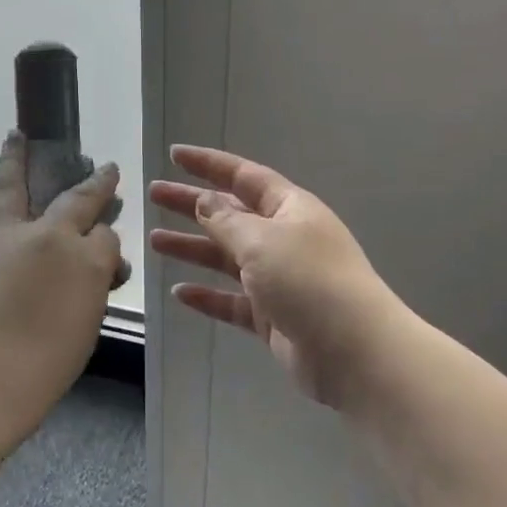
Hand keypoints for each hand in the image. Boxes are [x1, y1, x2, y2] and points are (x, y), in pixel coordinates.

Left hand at [0, 134, 125, 440]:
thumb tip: (80, 277)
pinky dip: (0, 225)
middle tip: (104, 167)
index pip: (106, 238)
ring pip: (13, 190)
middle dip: (94, 182)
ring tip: (16, 140)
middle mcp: (48, 239)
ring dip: (18, 164)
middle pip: (76, 199)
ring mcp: (3, 239)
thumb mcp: (79, 334)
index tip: (105, 246)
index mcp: (85, 263)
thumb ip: (84, 296)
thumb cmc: (35, 374)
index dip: (107, 243)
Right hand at [149, 145, 401, 414]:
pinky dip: (207, 296)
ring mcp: (278, 280)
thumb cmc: (308, 281)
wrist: (353, 351)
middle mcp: (284, 239)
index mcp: (290, 210)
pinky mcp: (272, 317)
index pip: (243, 176)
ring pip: (227, 258)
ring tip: (154, 241)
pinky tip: (179, 293)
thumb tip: (204, 201)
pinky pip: (232, 301)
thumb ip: (227, 221)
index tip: (174, 155)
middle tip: (153, 194)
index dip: (209, 164)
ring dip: (192, 247)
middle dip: (192, 204)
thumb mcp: (262, 241)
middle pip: (230, 214)